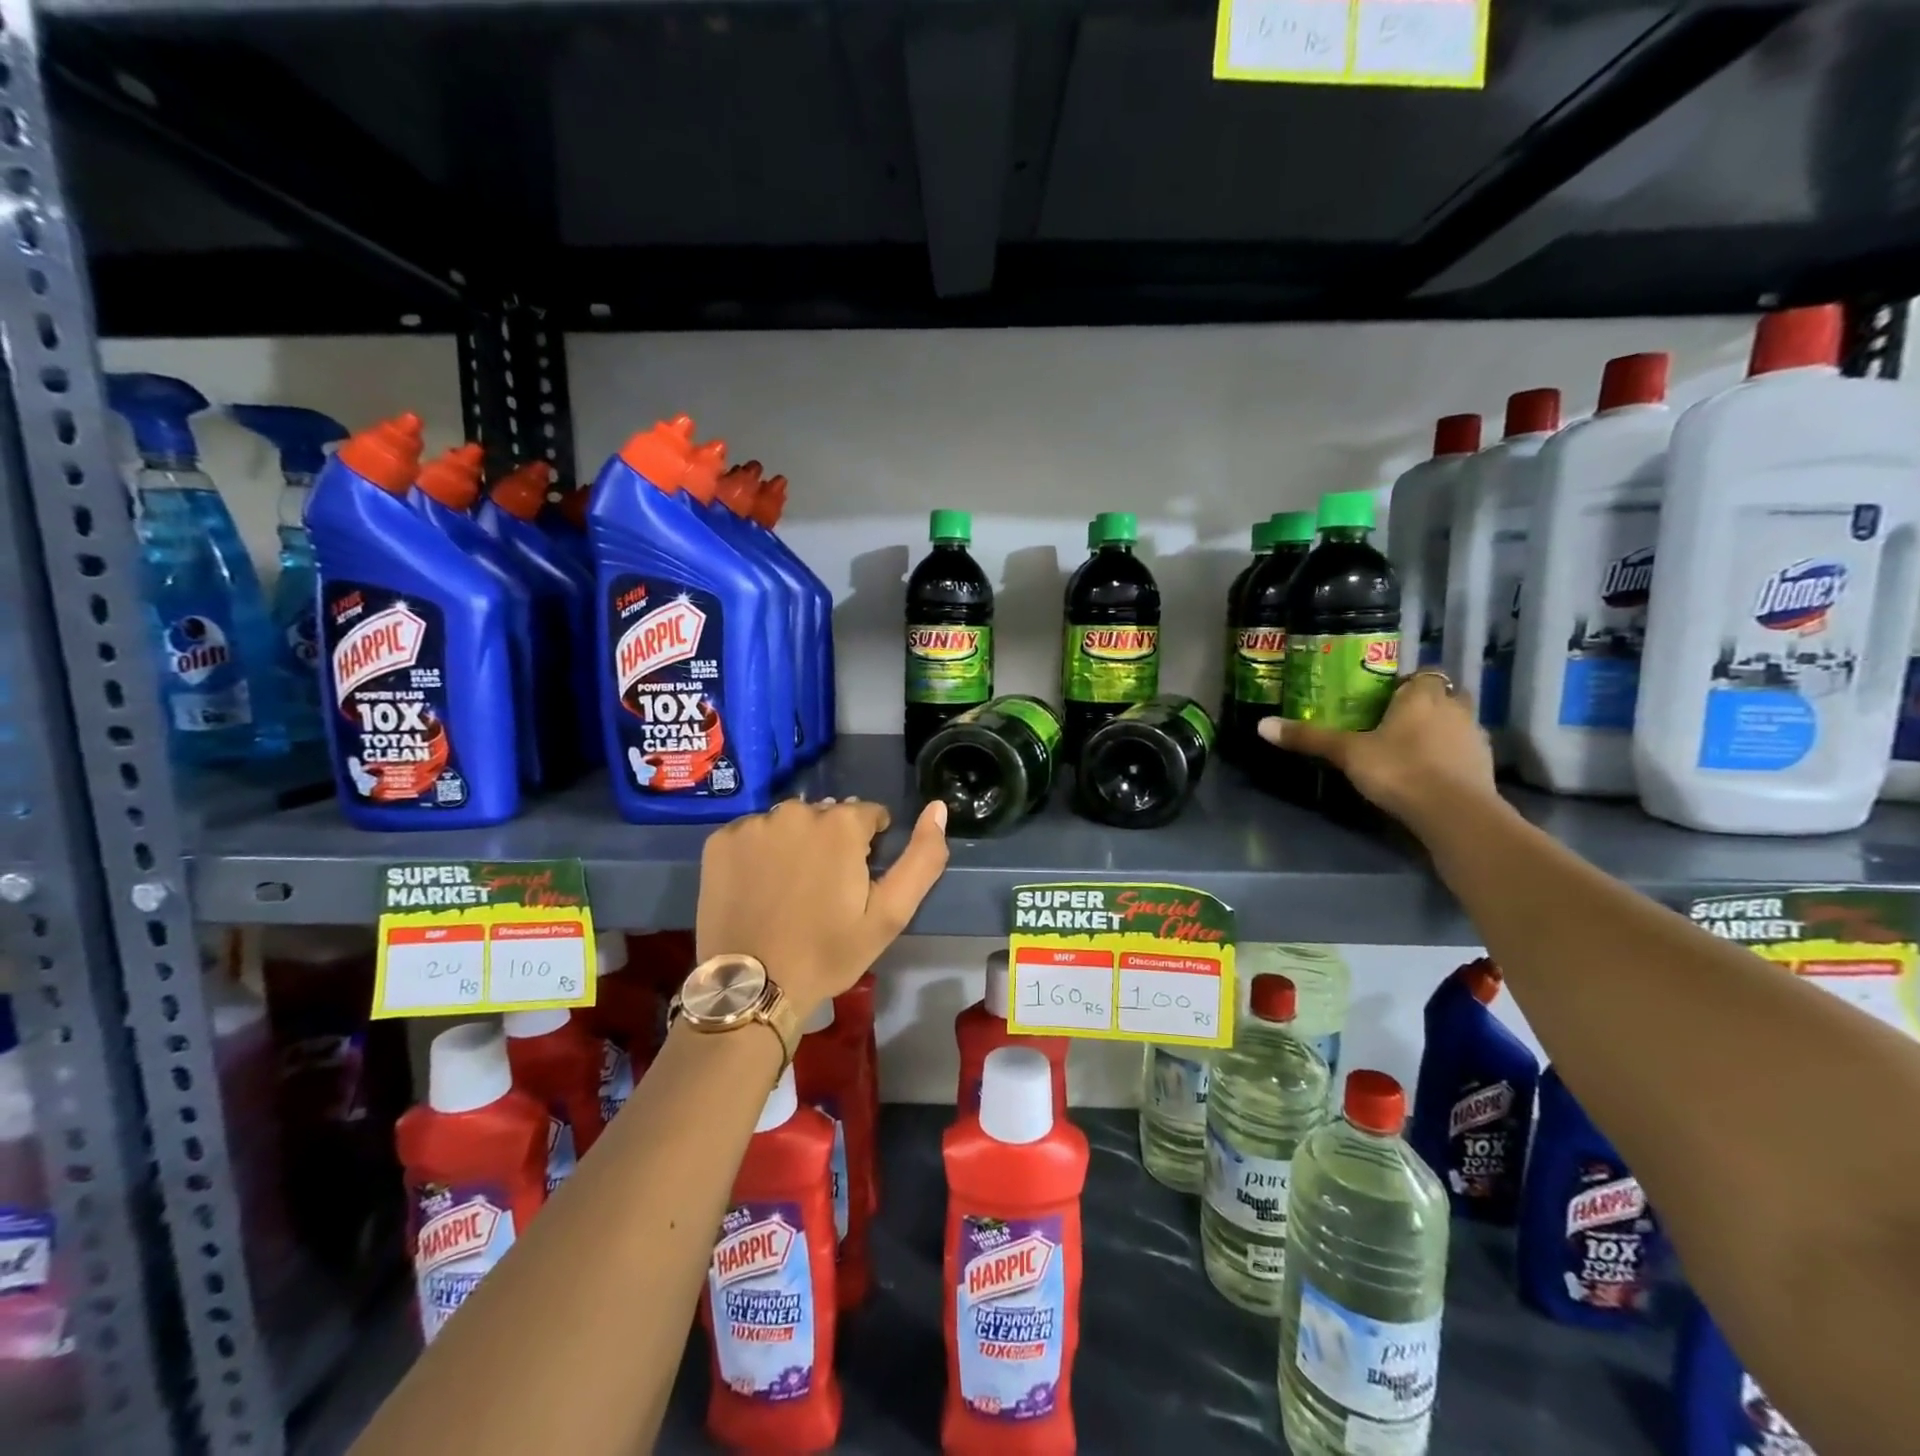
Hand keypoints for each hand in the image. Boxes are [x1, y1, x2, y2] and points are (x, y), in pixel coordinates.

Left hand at [695, 797, 949, 1019]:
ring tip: (789, 889)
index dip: (869, 847)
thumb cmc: (829, 952)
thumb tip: (939, 807)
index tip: (856, 883)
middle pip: (826, 816)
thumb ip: (923, 857)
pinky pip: (752, 834)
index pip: (868, 815)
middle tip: (823, 891)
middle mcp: (795, 811)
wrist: (754, 987)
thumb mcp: (890, 913)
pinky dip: (759, 852)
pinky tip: (758, 886)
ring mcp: (753, 824)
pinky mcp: (720, 841)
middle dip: (831, 842)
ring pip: (788, 823)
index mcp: (841, 823)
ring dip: (795, 844)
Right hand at [1257, 670, 1497, 834]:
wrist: (1455, 813)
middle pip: (1445, 696)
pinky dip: (1451, 758)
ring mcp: (1475, 738)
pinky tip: (1429, 775)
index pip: (1423, 674)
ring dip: (1440, 732)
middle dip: (1427, 705)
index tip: (1386, 699)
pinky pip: (1465, 753)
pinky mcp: (1485, 768)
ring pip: (1457, 724)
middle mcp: (1455, 709)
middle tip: (1396, 722)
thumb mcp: (1347, 753)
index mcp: (1423, 696)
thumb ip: (1310, 738)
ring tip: (1410, 750)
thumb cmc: (1399, 770)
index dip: (1407, 684)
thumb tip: (1262, 725)